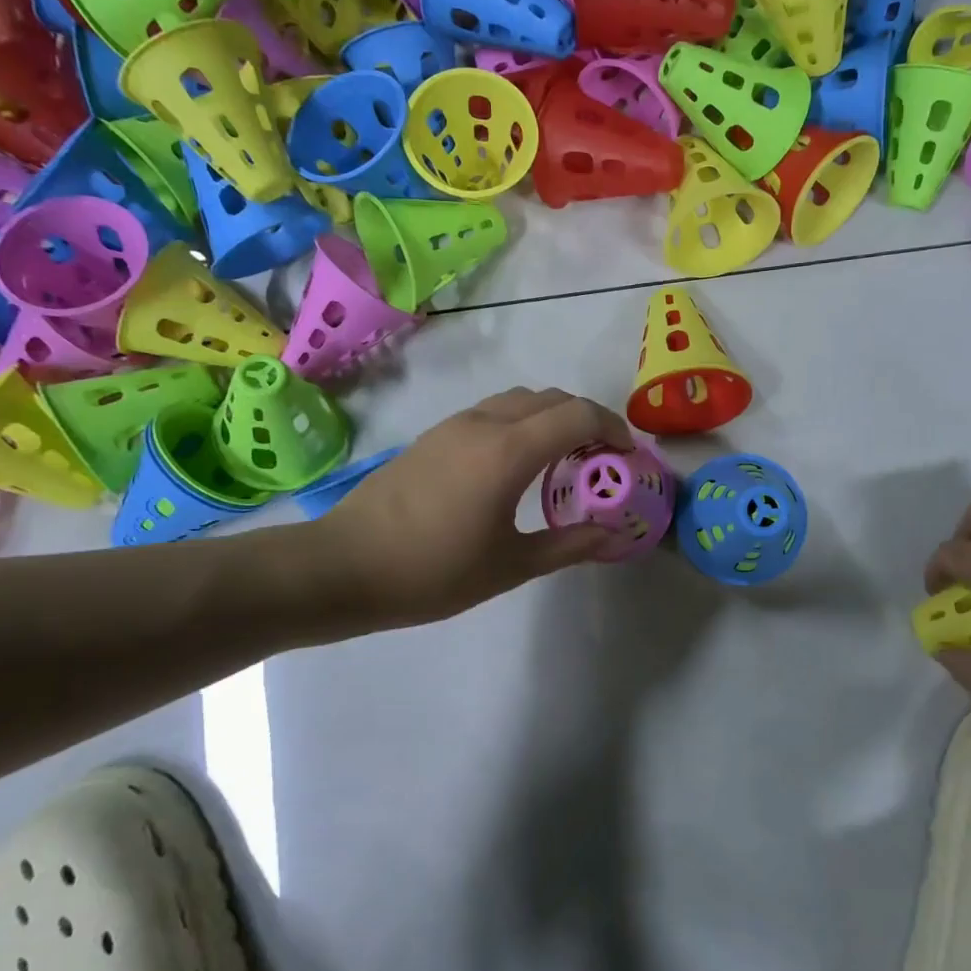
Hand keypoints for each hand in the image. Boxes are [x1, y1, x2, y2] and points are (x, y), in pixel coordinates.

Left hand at [324, 387, 635, 626]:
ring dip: (551, 418)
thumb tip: (612, 536)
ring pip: (519, 400)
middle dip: (586, 419)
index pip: (578, 414)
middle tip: (600, 459)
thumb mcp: (510, 565)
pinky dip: (521, 424)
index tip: (626, 457)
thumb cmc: (433, 571)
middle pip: (552, 398)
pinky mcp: (434, 436)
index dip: (612, 428)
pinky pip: (493, 412)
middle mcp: (485, 423)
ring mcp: (454, 425)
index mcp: (509, 451)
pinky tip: (516, 466)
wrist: (344, 566)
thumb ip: (568, 545)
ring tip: (562, 459)